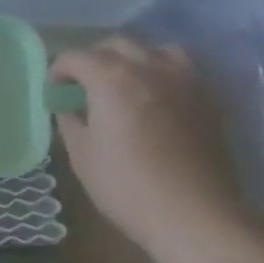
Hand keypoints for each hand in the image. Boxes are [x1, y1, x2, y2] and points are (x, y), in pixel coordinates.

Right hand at [51, 36, 241, 252]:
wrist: (197, 218)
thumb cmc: (129, 187)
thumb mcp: (82, 156)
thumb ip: (70, 121)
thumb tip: (68, 107)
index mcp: (110, 77)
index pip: (75, 57)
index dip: (59, 71)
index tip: (55, 92)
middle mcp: (147, 66)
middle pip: (114, 45)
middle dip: (94, 58)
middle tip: (86, 85)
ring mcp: (182, 79)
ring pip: (152, 49)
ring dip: (133, 59)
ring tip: (128, 82)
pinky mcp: (208, 99)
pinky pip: (182, 69)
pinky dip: (165, 72)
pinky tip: (160, 96)